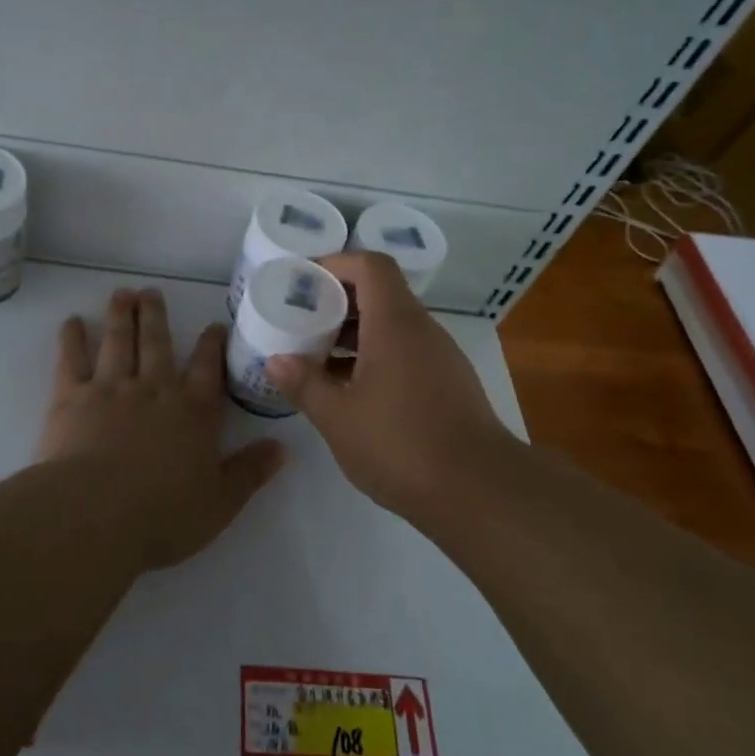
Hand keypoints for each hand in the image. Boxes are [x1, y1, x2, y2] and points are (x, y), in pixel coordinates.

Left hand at [38, 287, 284, 568]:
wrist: (97, 515)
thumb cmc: (164, 515)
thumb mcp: (221, 502)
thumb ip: (251, 471)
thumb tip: (283, 448)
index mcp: (194, 412)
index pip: (209, 369)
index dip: (212, 345)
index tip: (213, 324)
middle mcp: (155, 390)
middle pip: (158, 344)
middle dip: (157, 315)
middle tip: (151, 291)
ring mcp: (112, 389)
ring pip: (119, 342)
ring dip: (121, 315)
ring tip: (121, 293)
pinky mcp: (72, 398)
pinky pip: (72, 360)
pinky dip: (72, 338)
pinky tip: (72, 321)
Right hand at [265, 252, 519, 520]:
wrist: (478, 491)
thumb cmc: (400, 444)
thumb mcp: (338, 417)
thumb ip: (304, 384)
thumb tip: (276, 361)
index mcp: (395, 324)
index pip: (370, 266)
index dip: (335, 264)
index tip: (303, 282)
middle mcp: (422, 330)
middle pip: (380, 294)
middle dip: (337, 302)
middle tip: (300, 321)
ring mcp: (440, 357)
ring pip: (392, 326)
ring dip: (354, 334)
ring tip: (316, 358)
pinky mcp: (449, 384)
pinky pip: (406, 353)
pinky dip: (375, 357)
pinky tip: (350, 391)